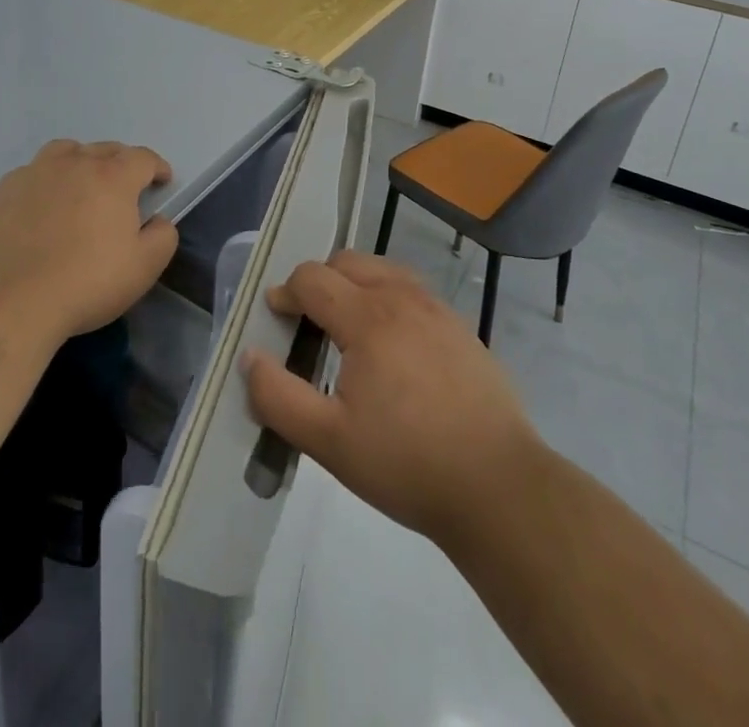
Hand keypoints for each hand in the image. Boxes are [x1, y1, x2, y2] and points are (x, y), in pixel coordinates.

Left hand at [0, 140, 176, 351]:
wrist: (7, 305)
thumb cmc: (85, 284)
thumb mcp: (143, 268)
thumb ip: (162, 236)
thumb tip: (157, 220)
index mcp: (112, 177)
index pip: (143, 158)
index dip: (157, 168)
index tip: (162, 182)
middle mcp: (73, 164)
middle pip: (104, 149)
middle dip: (121, 163)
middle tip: (124, 188)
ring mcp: (33, 175)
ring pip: (64, 153)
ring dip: (80, 162)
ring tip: (81, 186)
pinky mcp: (1, 194)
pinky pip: (31, 175)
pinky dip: (44, 183)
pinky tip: (41, 209)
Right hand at [241, 252, 541, 548]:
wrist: (498, 487)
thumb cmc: (406, 463)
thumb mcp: (328, 441)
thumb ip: (278, 397)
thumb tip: (250, 356)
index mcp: (368, 317)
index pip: (313, 278)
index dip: (286, 292)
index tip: (276, 316)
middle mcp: (402, 298)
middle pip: (348, 262)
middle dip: (319, 280)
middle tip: (308, 321)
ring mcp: (437, 310)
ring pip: (384, 271)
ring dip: (356, 284)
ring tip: (348, 327)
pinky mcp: (462, 329)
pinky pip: (413, 292)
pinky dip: (389, 298)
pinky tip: (393, 345)